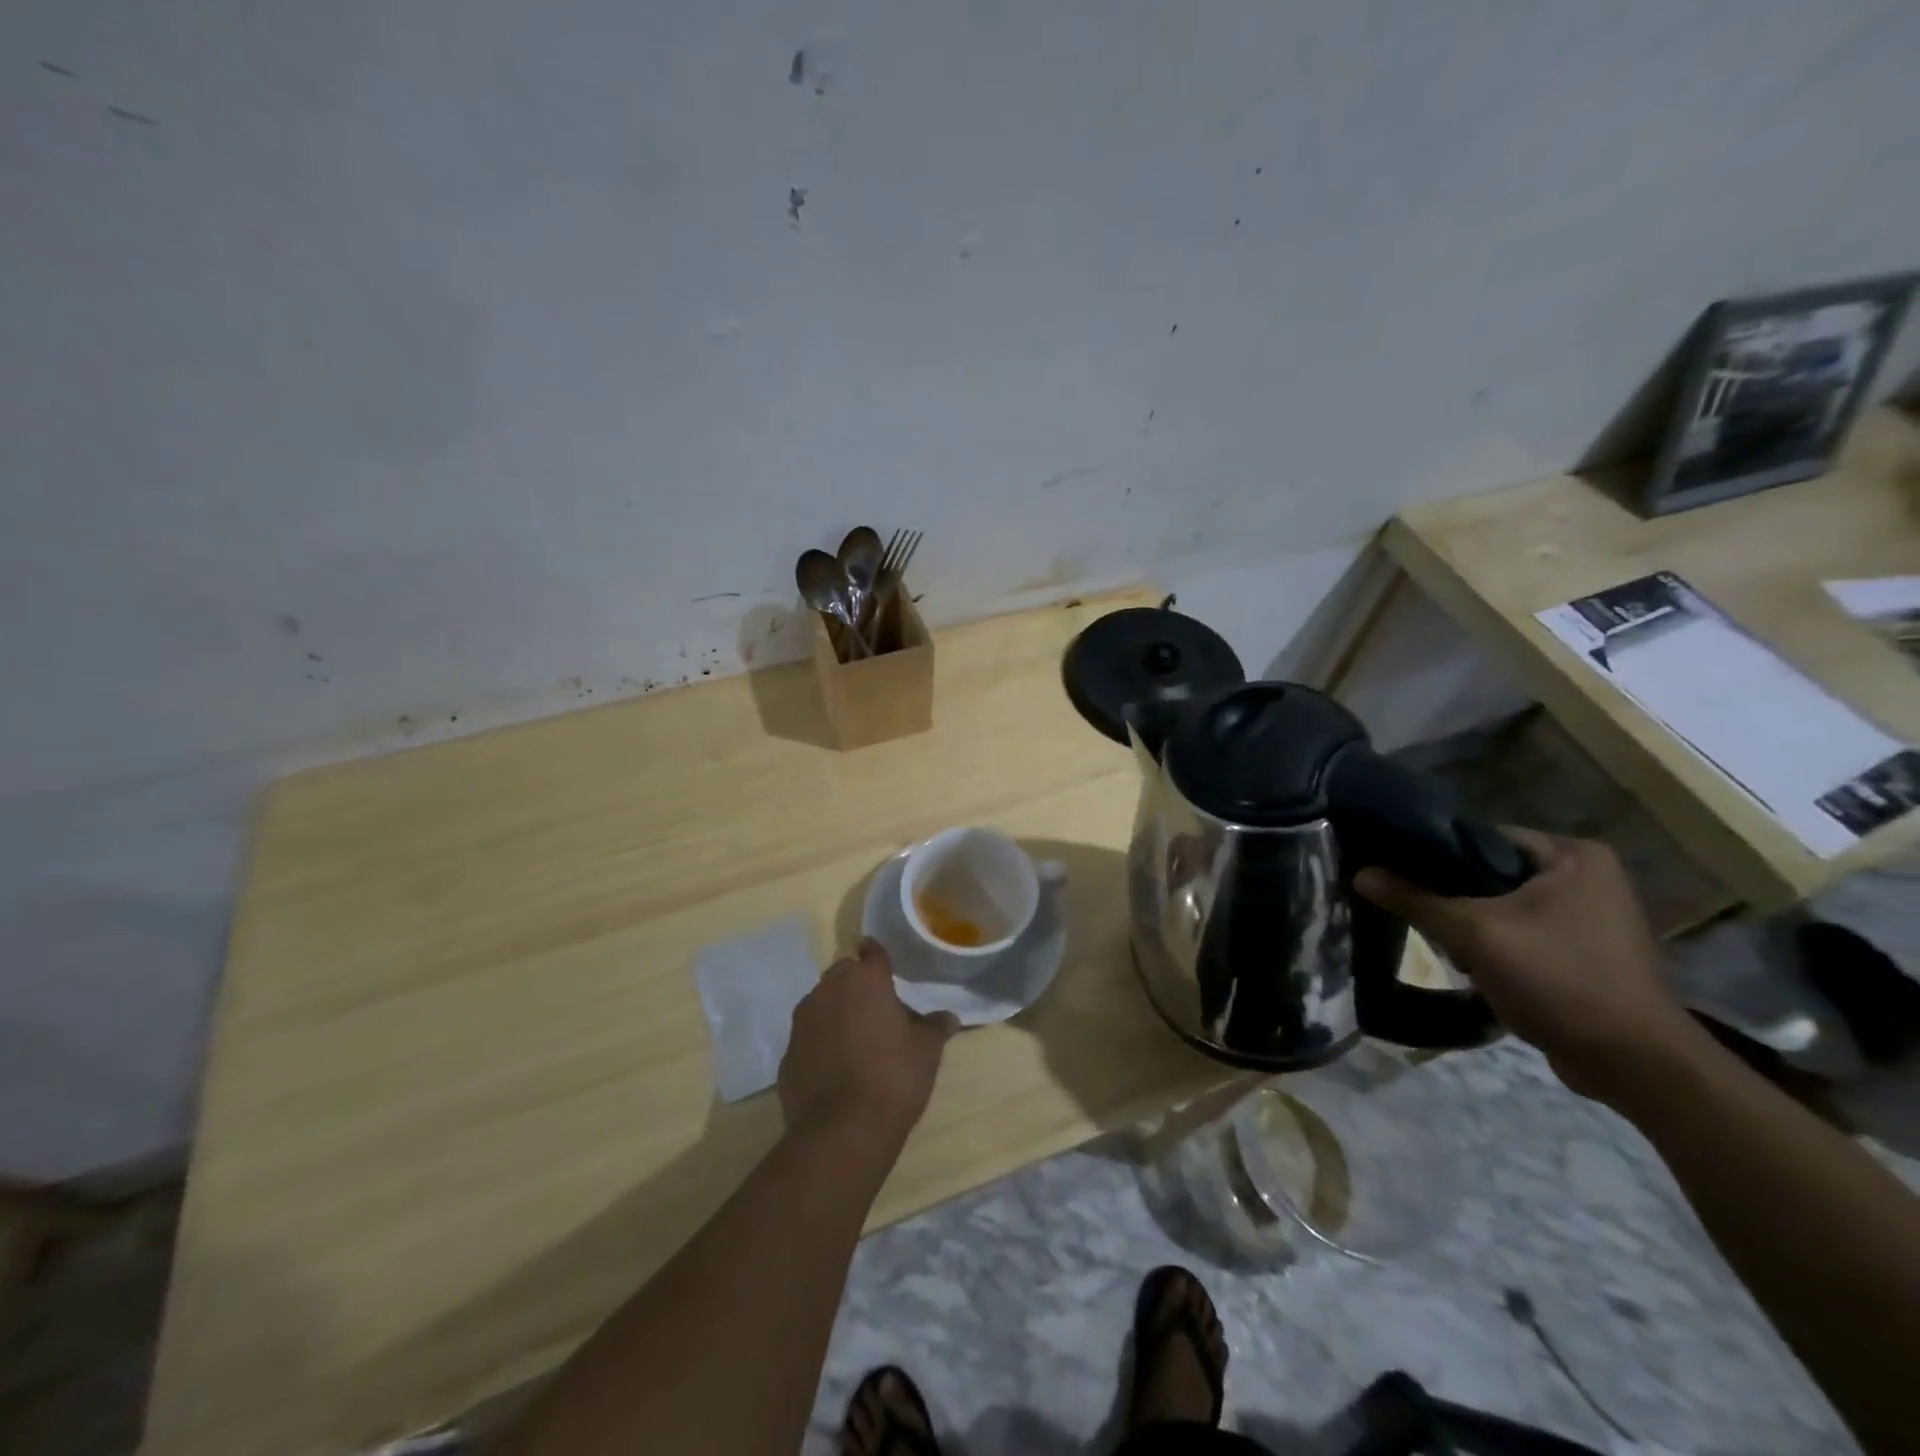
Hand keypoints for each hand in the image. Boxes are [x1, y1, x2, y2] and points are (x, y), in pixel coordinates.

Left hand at [778, 938, 958, 1145]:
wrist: (841, 1131)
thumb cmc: (893, 1078)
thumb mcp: (926, 1052)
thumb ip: (935, 1028)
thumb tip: (949, 1017)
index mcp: (866, 980)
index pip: (872, 952)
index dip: (877, 955)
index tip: (881, 960)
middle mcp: (829, 990)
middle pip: (843, 974)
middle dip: (857, 984)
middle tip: (876, 1008)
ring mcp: (803, 1021)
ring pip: (821, 1002)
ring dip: (836, 1011)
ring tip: (855, 1038)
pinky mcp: (787, 1053)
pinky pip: (808, 1036)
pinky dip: (820, 1043)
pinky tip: (834, 1067)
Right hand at [1355, 829, 1697, 1106]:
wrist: (1634, 1065)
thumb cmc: (1560, 980)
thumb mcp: (1475, 934)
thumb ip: (1415, 900)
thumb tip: (1360, 874)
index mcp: (1574, 855)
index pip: (1482, 837)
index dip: (1435, 855)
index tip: (1398, 874)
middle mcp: (1587, 877)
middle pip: (1490, 873)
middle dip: (1454, 899)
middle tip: (1424, 919)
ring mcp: (1590, 916)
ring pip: (1502, 906)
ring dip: (1472, 927)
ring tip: (1452, 950)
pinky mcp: (1585, 951)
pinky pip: (1522, 933)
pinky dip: (1496, 947)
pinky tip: (1478, 969)